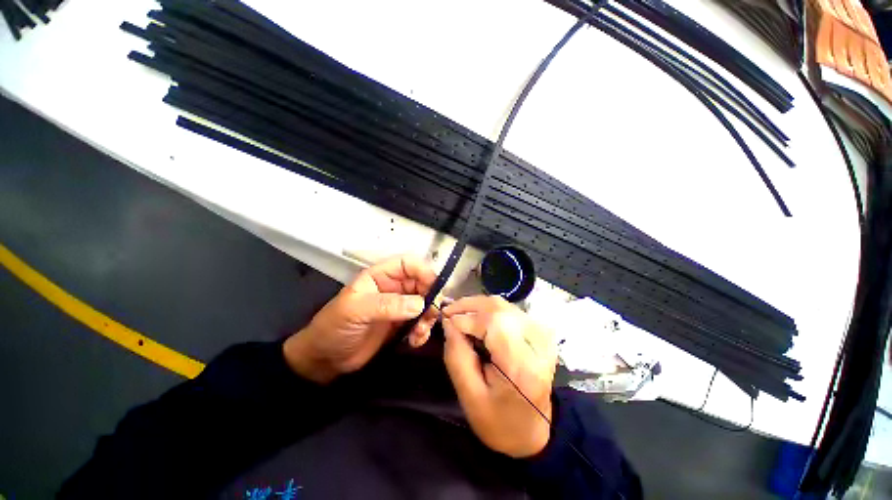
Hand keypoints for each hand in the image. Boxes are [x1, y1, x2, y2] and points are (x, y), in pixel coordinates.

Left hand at [283, 255, 438, 383]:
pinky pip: (421, 322)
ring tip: (420, 333)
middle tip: (431, 316)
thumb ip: (387, 305)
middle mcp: (393, 288)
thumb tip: (421, 303)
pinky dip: (423, 331)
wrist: (325, 360)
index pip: (408, 264)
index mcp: (380, 276)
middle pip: (422, 284)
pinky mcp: (402, 324)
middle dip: (431, 298)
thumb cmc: (334, 327)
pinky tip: (415, 341)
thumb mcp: (356, 311)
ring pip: (425, 304)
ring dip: (428, 317)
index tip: (435, 289)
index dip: (424, 272)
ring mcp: (399, 306)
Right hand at [441, 296, 557, 457]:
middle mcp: (537, 342)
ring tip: (458, 315)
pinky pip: (508, 309)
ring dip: (476, 306)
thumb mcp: (469, 396)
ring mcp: (541, 333)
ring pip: (502, 304)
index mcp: (521, 365)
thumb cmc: (499, 421)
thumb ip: (456, 355)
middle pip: (498, 307)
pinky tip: (475, 319)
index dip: (466, 317)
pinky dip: (487, 309)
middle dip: (468, 305)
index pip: (492, 322)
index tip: (445, 320)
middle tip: (448, 312)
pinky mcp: (539, 330)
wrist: (535, 431)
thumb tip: (448, 321)